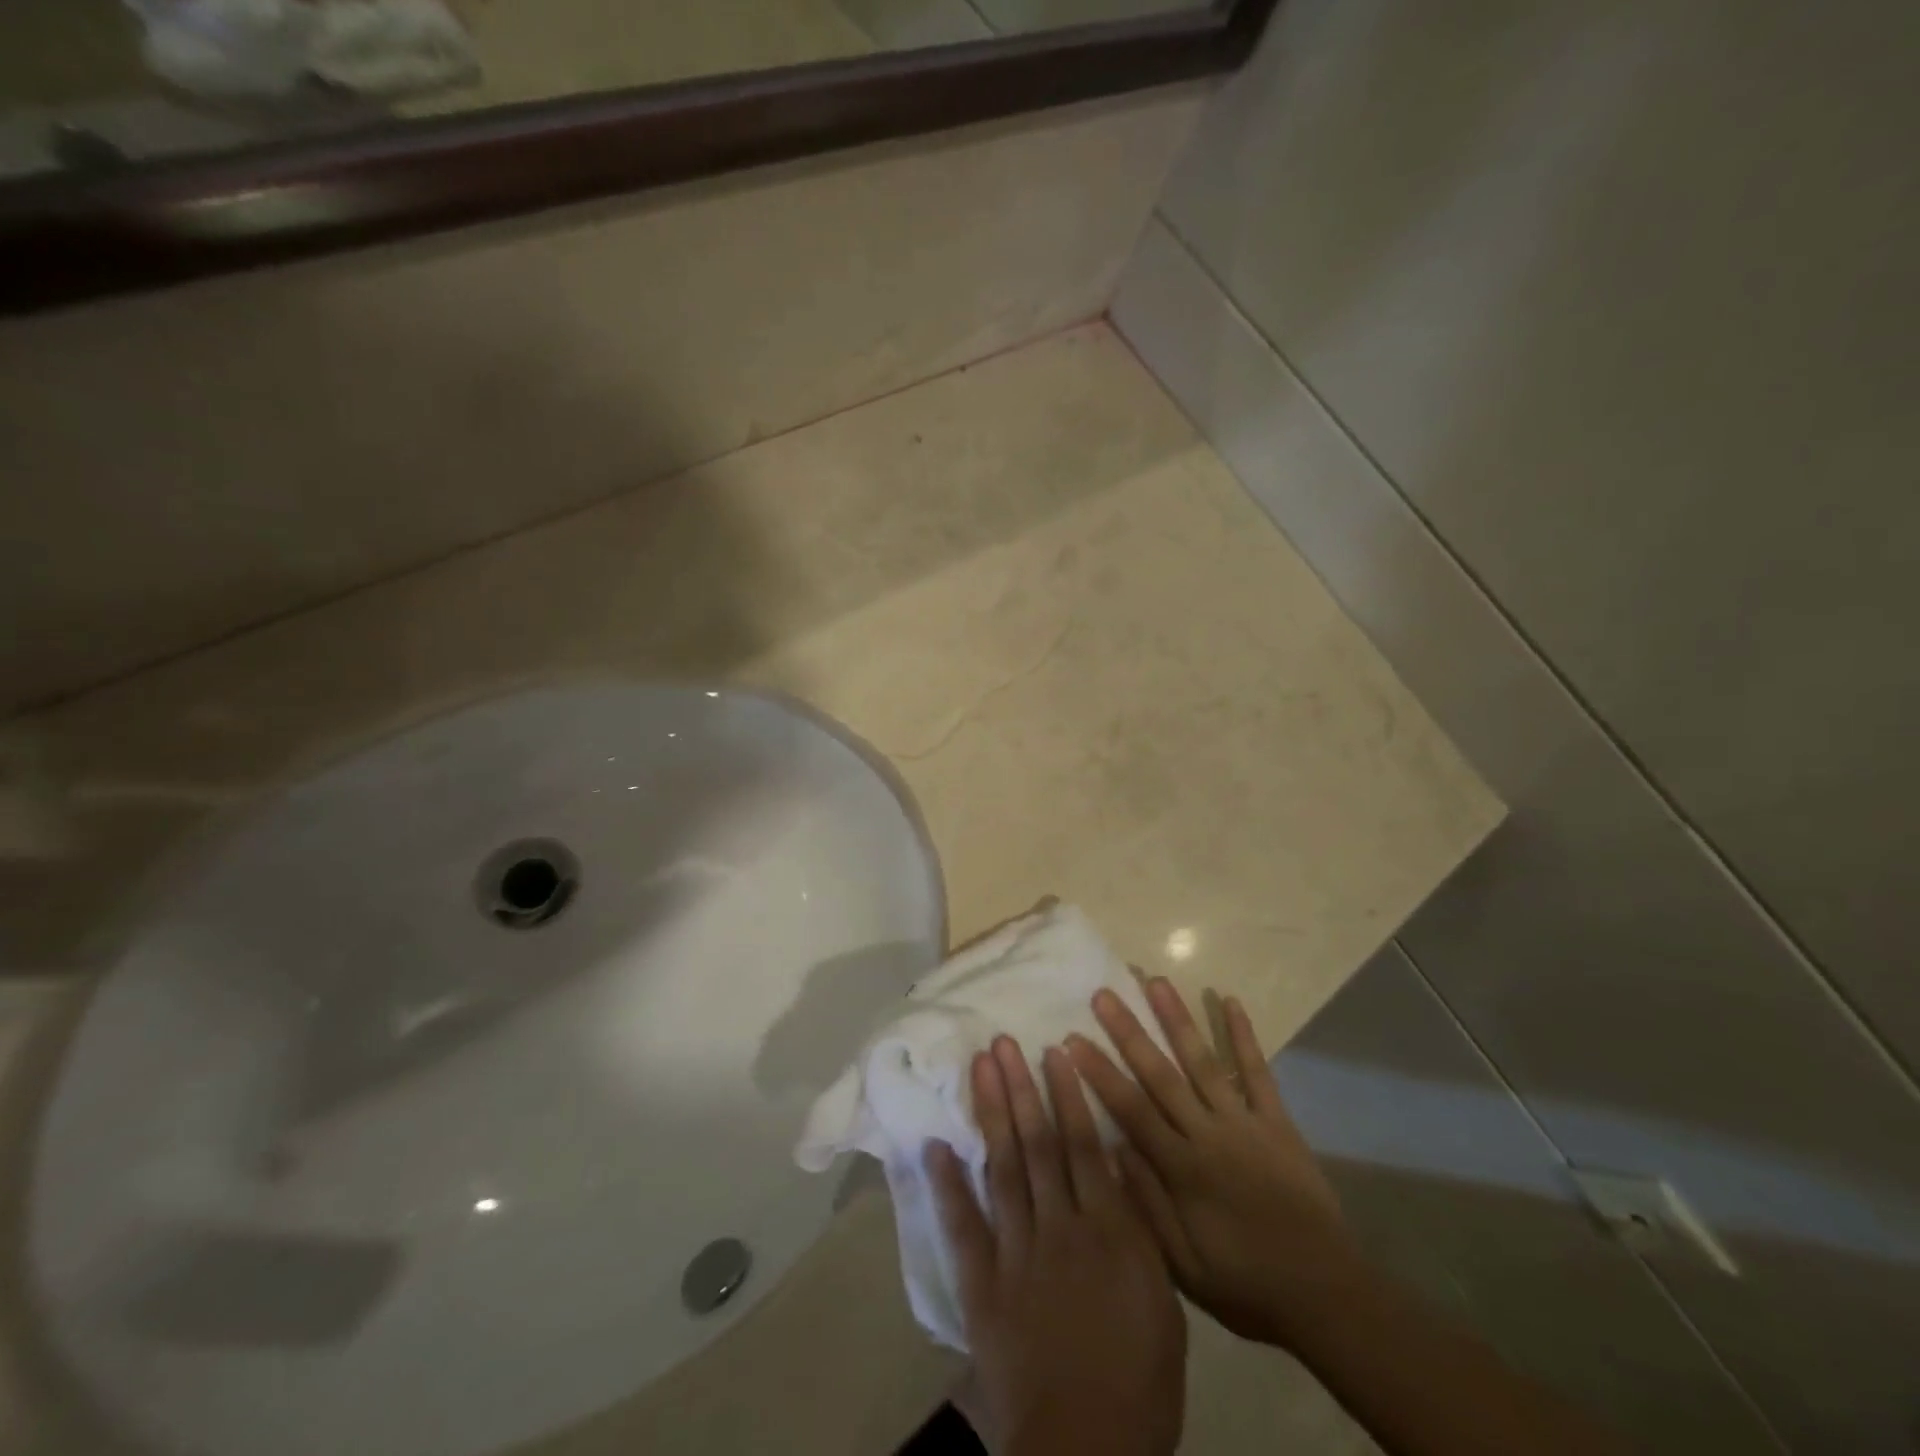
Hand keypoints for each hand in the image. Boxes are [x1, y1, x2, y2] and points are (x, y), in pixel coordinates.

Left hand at [926, 1036, 1186, 1455]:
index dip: (1067, 1094)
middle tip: (1004, 1042)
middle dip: (1021, 1088)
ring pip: (1003, 1167)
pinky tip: (934, 1144)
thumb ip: (1139, 1227)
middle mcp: (1059, 1226)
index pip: (1083, 1146)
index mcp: (1107, 1230)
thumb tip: (1119, 1163)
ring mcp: (1015, 1251)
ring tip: (981, 1068)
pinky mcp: (981, 1282)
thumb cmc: (1140, 1379)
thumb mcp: (1163, 1300)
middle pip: (1038, 1145)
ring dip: (991, 1114)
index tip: (1054, 1051)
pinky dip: (946, 1183)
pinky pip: (962, 1224)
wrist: (1087, 1448)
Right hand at [1068, 980, 1363, 1349]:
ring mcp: (1245, 1122)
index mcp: (1182, 1169)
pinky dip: (1244, 1036)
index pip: (1131, 1110)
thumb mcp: (1185, 1267)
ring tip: (1155, 981)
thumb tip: (1112, 1147)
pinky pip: (1257, 1072)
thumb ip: (1147, 1205)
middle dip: (1129, 1032)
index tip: (1071, 1040)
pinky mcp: (1277, 1121)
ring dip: (1178, 1019)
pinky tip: (1230, 1001)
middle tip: (1103, 995)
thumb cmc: (1246, 1285)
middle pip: (1161, 1074)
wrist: (1326, 1295)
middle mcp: (1209, 1134)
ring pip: (1204, 1061)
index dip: (1099, 1073)